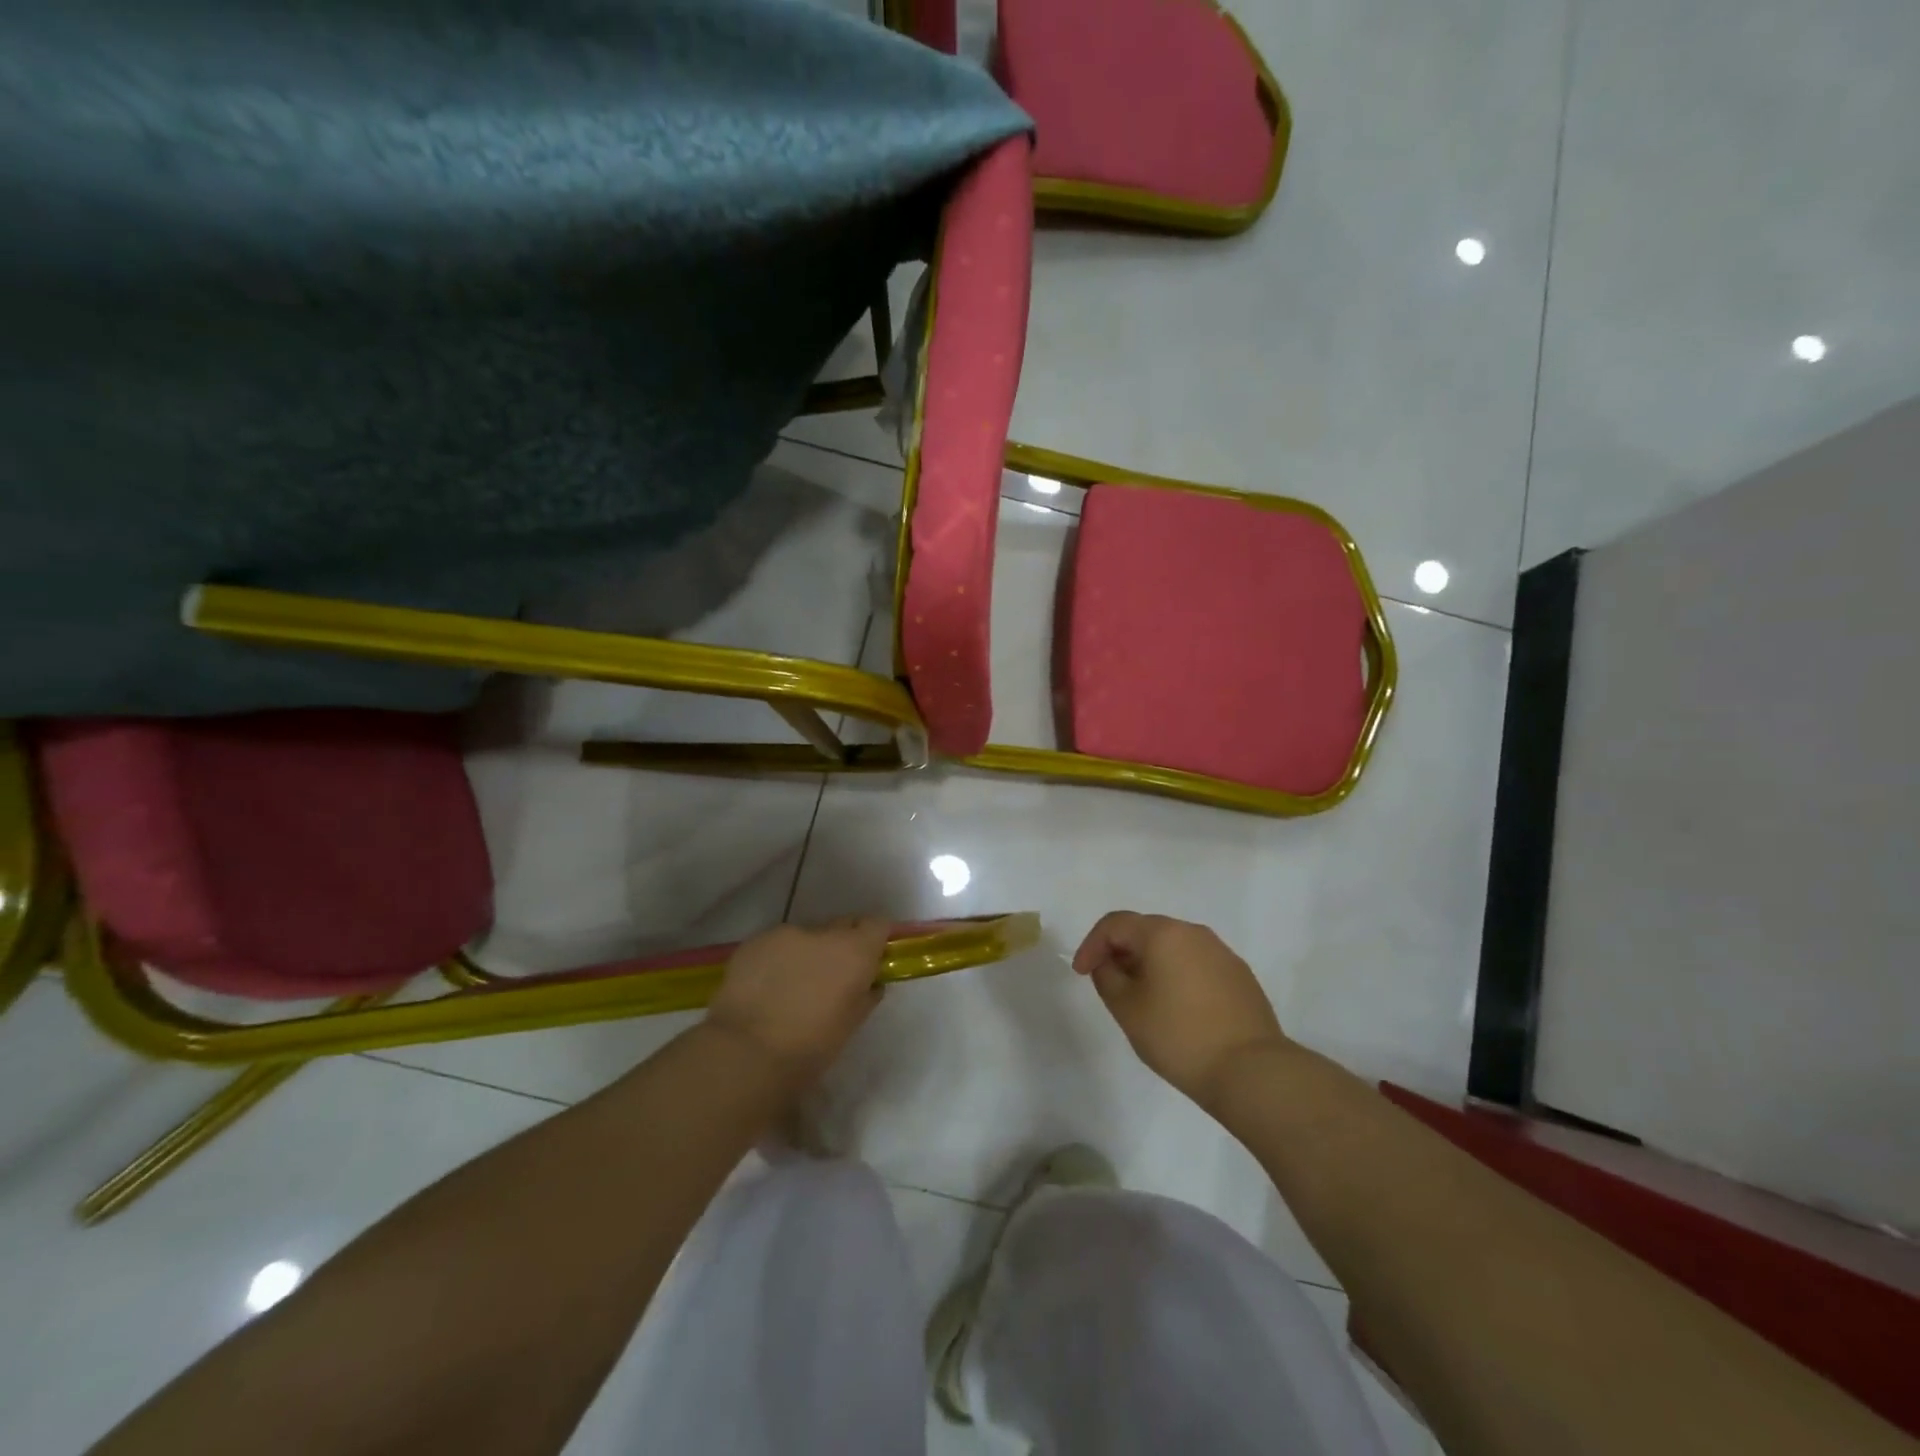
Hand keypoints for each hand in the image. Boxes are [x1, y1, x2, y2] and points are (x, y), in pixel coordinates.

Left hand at [704, 917, 890, 1083]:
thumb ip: (865, 995)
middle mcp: (822, 933)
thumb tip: (869, 983)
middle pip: (842, 926)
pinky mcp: (753, 942)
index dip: (876, 939)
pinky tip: (764, 990)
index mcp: (854, 951)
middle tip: (831, 977)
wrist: (745, 1054)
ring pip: (804, 938)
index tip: (872, 958)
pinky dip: (776, 962)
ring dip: (805, 955)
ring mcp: (784, 934)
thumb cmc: (809, 1049)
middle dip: (841, 945)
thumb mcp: (850, 1026)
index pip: (877, 924)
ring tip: (790, 988)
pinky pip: (774, 946)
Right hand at [1073, 912, 1293, 1110]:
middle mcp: (1194, 932)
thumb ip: (1107, 976)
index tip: (1082, 973)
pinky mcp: (1240, 975)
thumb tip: (1108, 963)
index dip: (1092, 944)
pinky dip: (1177, 975)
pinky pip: (1196, 963)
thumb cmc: (1179, 1036)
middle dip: (1121, 951)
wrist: (1251, 1071)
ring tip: (1141, 996)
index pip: (1115, 924)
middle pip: (1146, 930)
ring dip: (1150, 963)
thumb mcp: (1127, 1008)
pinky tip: (1176, 1007)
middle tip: (1108, 982)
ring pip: (1173, 946)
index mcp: (1163, 933)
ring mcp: (1221, 953)